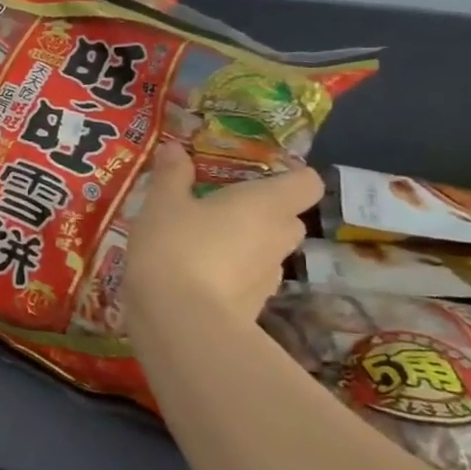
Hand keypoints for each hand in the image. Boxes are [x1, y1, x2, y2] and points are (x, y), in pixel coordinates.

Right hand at [125, 141, 321, 325]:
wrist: (180, 321)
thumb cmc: (176, 247)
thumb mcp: (162, 203)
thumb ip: (172, 175)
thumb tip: (175, 148)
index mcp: (266, 204)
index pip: (307, 183)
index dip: (288, 176)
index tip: (254, 176)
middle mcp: (278, 237)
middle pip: (287, 218)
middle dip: (260, 213)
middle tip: (219, 208)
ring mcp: (269, 276)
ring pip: (266, 251)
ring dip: (243, 245)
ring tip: (200, 243)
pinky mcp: (253, 306)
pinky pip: (247, 279)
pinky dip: (229, 275)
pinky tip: (194, 275)